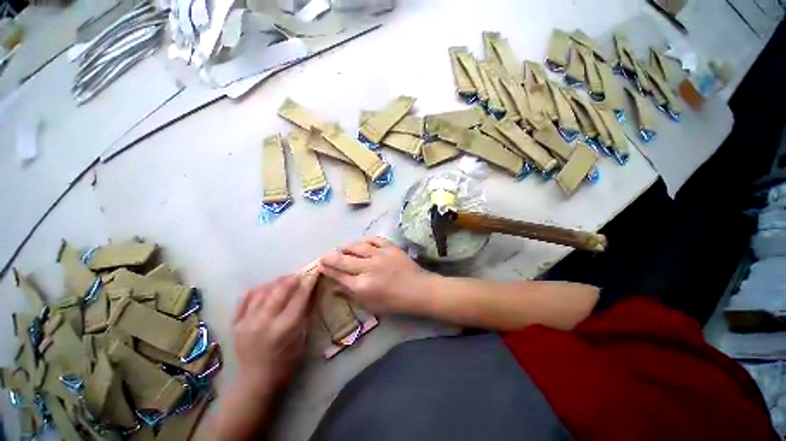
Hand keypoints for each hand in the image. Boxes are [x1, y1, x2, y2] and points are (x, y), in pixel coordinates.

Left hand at [232, 274, 317, 394]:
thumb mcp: (304, 336)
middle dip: (293, 278)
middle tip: (301, 274)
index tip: (314, 271)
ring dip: (277, 281)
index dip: (308, 282)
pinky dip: (259, 288)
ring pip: (263, 290)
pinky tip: (267, 287)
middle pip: (280, 290)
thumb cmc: (288, 360)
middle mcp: (264, 322)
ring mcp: (246, 322)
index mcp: (285, 328)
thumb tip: (312, 290)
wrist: (257, 379)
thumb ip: (307, 311)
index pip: (299, 297)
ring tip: (286, 280)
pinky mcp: (235, 323)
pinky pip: (246, 297)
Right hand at [319, 237, 430, 313]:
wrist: (418, 290)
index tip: (320, 265)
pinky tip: (363, 242)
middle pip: (343, 260)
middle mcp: (368, 268)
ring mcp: (380, 255)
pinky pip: (374, 239)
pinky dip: (366, 240)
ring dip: (346, 246)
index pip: (339, 275)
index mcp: (362, 286)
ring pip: (357, 247)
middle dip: (330, 257)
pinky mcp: (390, 247)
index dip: (328, 269)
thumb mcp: (370, 303)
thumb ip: (352, 293)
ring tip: (342, 247)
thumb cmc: (394, 302)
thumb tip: (335, 286)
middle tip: (325, 255)